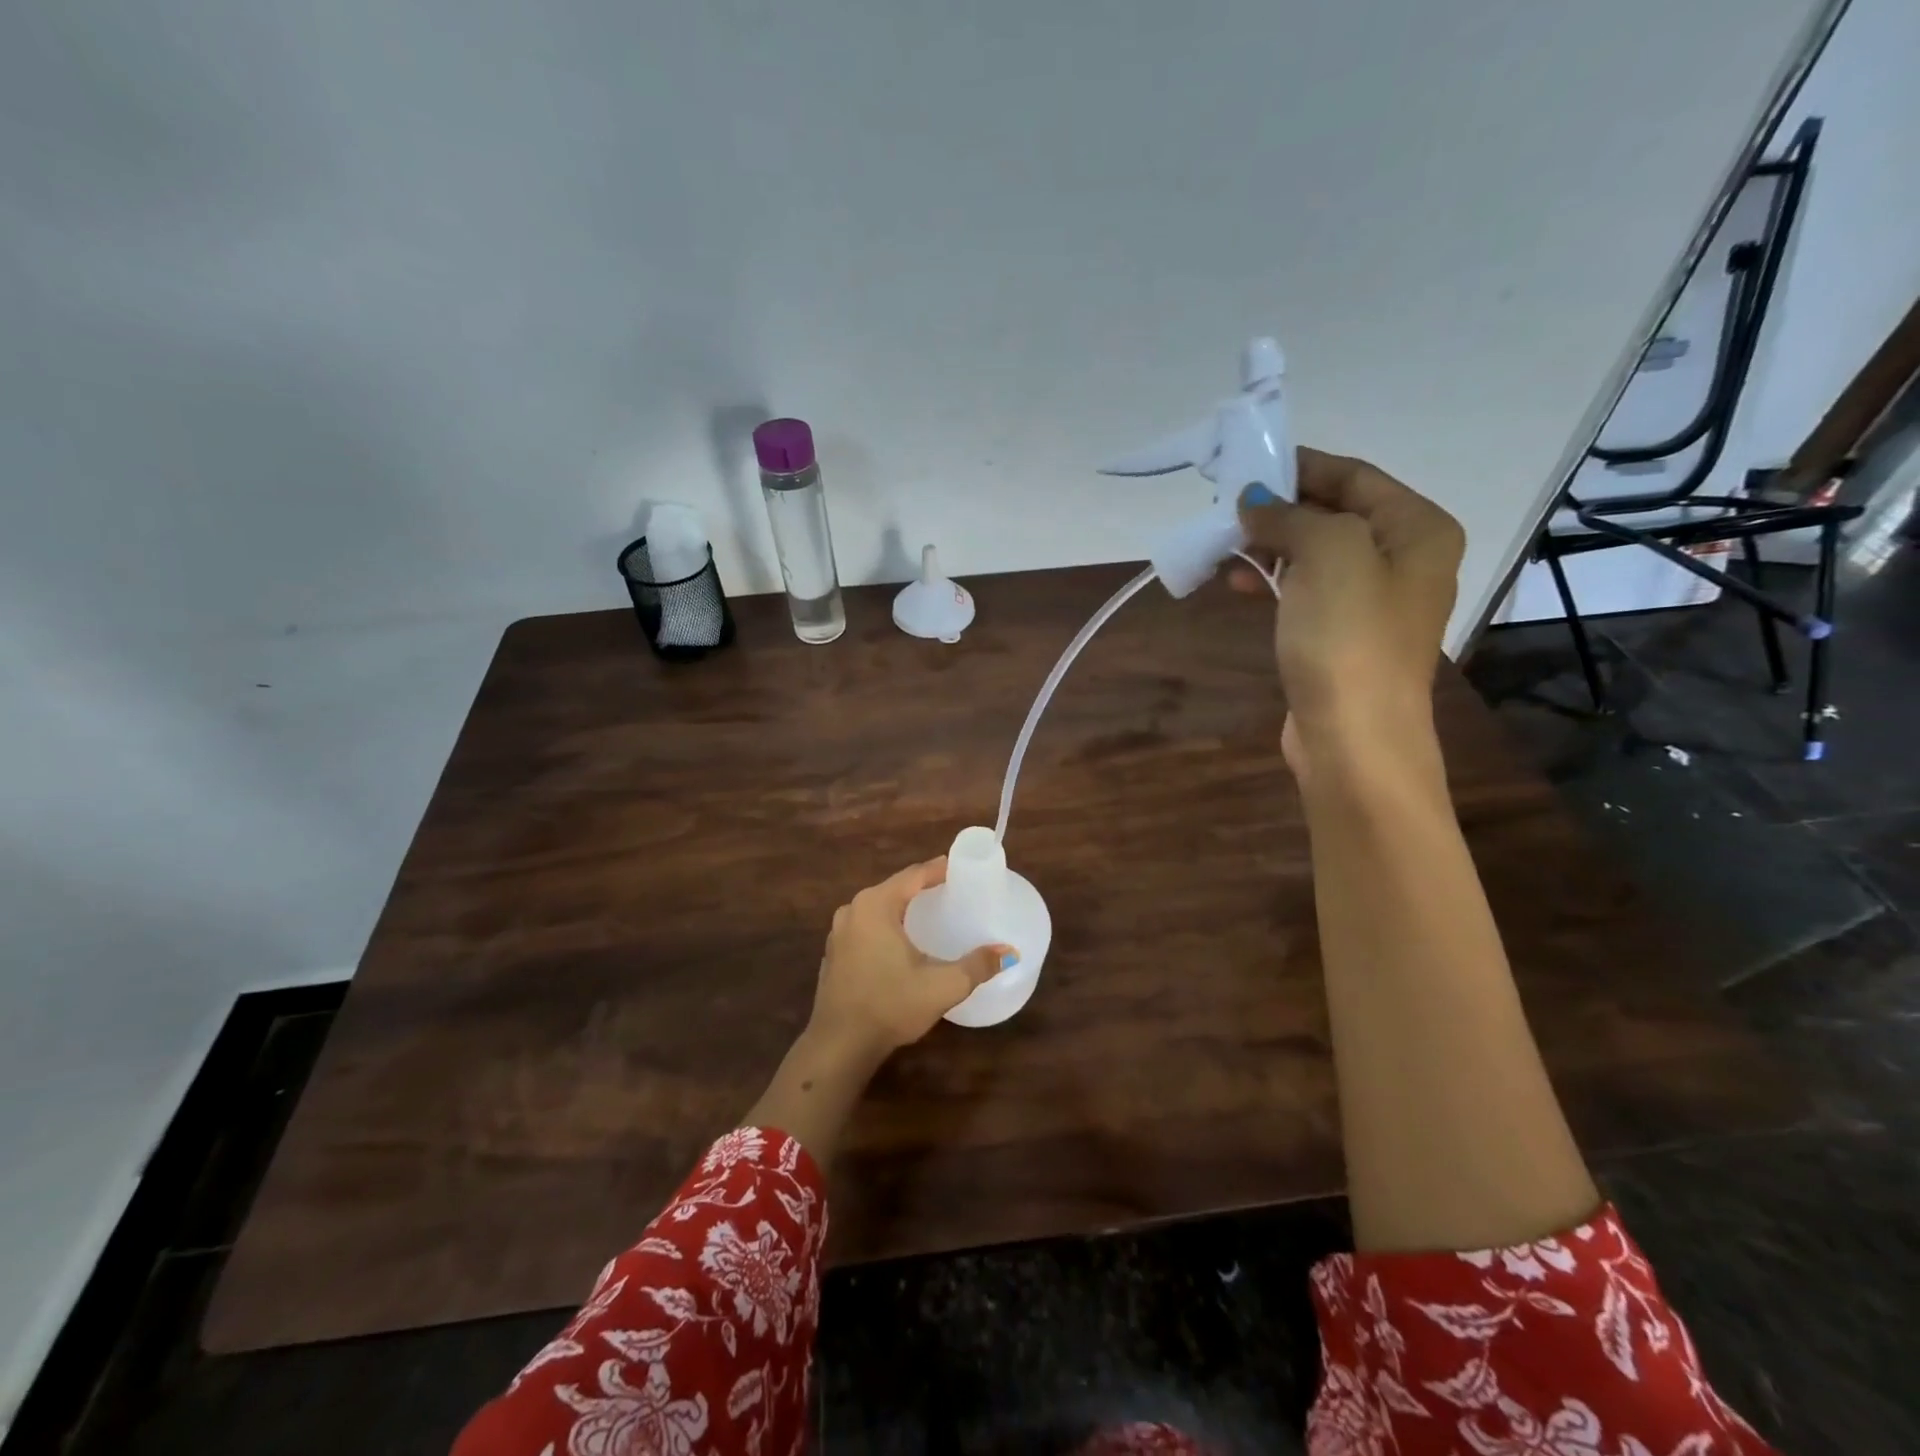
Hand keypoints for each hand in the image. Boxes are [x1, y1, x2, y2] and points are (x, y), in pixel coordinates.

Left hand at [808, 859, 1013, 1062]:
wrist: (839, 1045)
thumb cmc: (890, 1006)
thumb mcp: (942, 986)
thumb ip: (977, 965)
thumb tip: (1009, 952)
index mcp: (876, 905)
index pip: (914, 875)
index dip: (939, 869)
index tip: (962, 868)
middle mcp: (854, 909)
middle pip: (895, 887)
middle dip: (923, 886)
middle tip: (952, 890)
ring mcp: (839, 931)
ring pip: (878, 907)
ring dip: (903, 905)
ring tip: (930, 912)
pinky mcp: (835, 952)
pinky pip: (866, 925)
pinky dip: (887, 925)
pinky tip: (902, 940)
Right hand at [1229, 448, 1463, 771]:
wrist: (1354, 737)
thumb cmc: (1349, 638)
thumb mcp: (1327, 554)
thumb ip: (1291, 515)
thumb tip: (1255, 502)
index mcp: (1417, 529)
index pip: (1354, 475)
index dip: (1301, 465)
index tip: (1247, 462)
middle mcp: (1403, 559)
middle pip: (1334, 513)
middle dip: (1280, 507)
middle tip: (1226, 505)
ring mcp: (1373, 602)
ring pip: (1314, 554)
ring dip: (1269, 545)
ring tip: (1223, 544)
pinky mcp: (1342, 636)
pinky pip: (1305, 591)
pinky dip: (1272, 581)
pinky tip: (1237, 583)